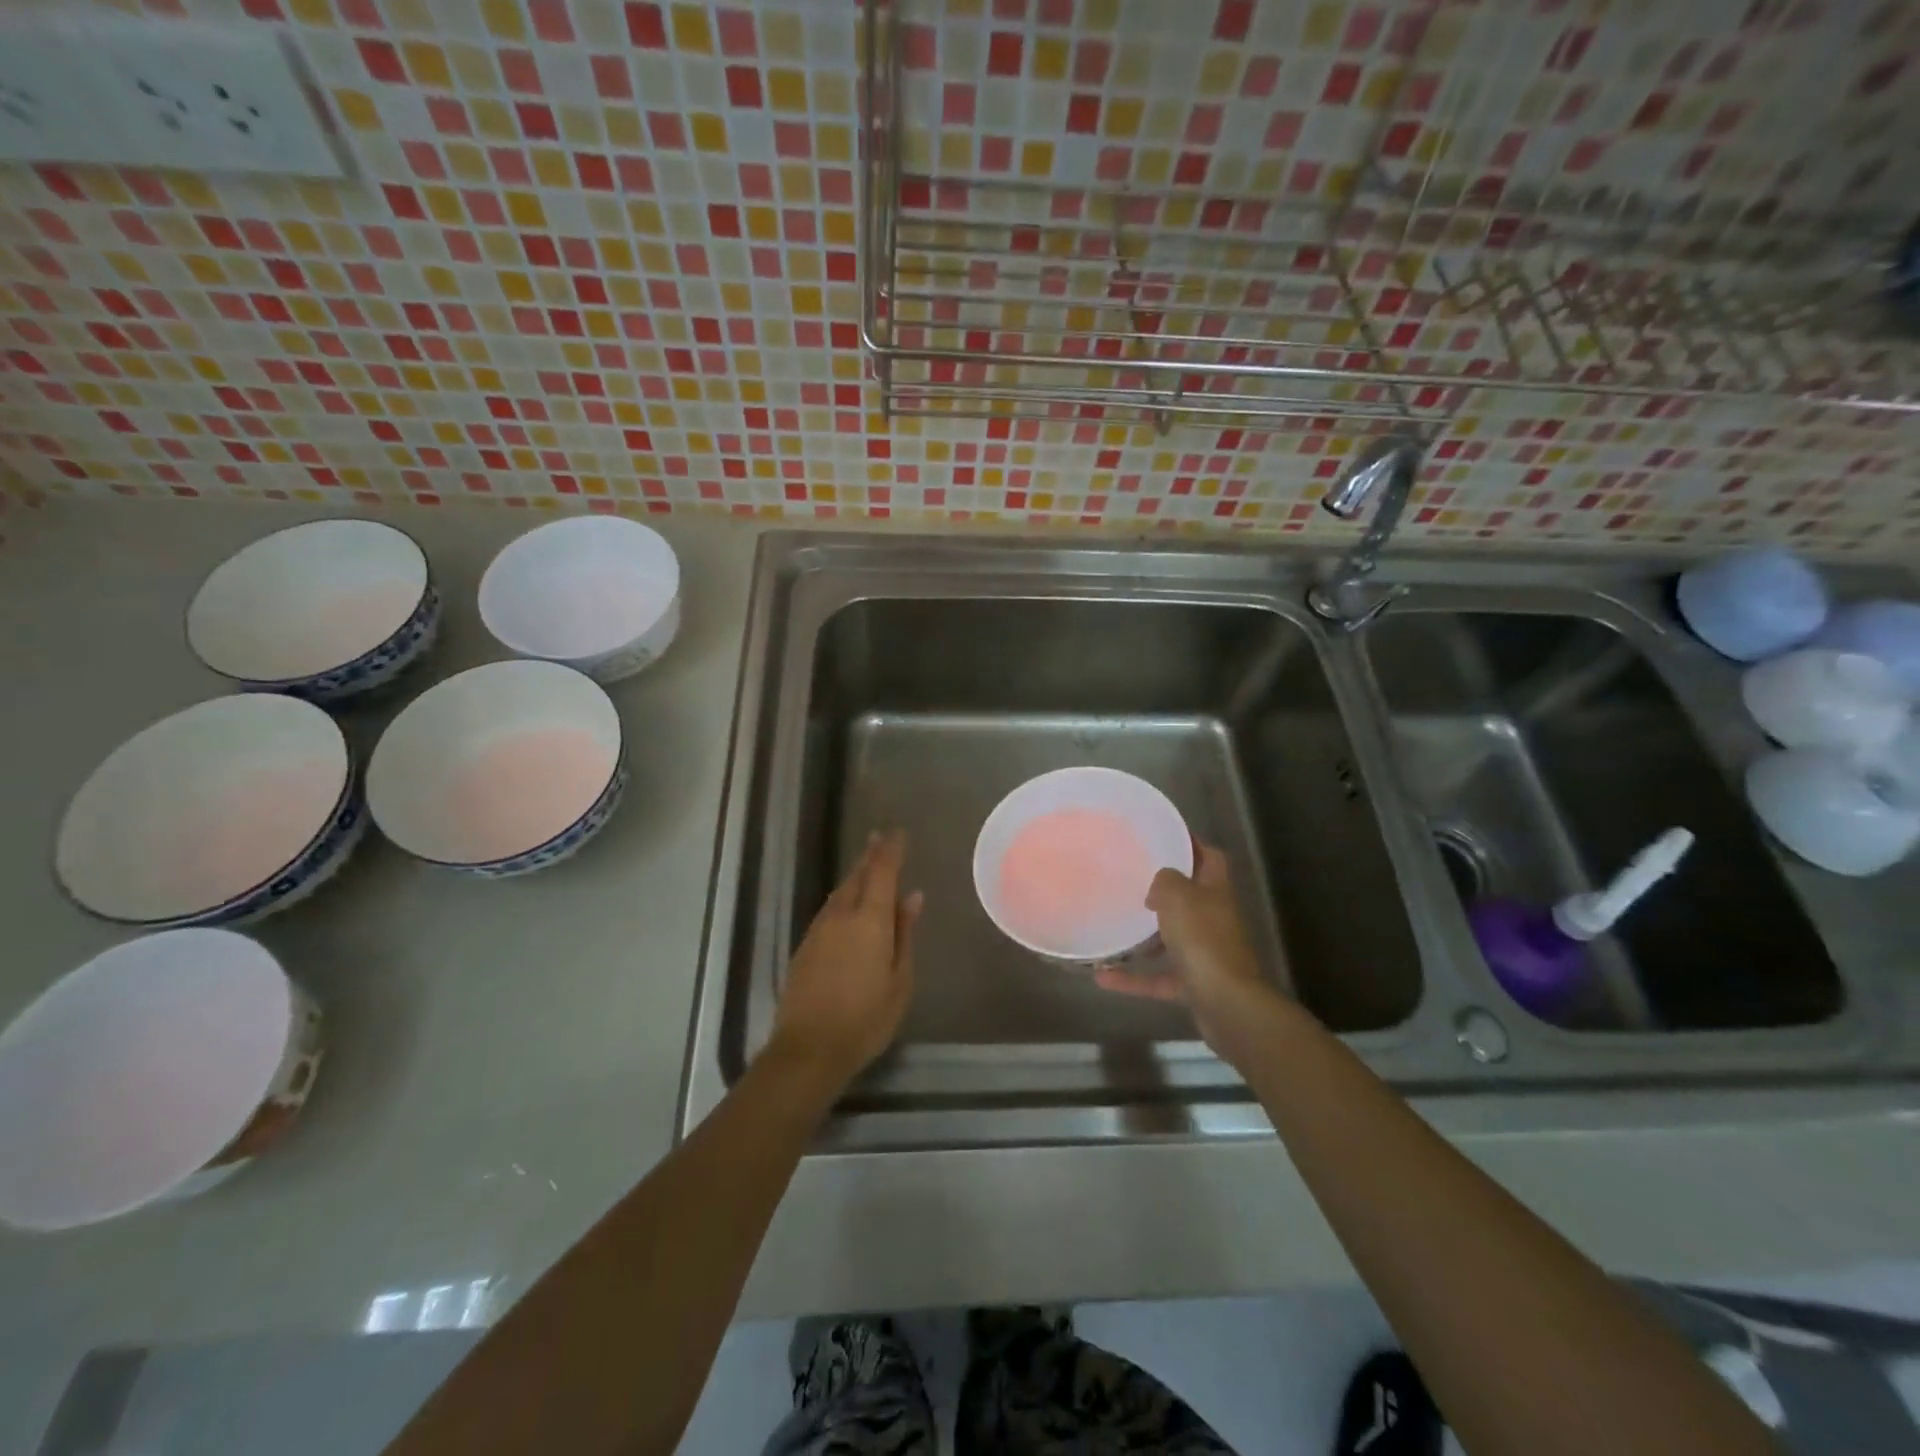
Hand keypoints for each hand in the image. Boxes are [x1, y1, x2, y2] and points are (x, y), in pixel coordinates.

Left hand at [770, 830, 920, 1089]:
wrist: (808, 1048)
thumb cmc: (866, 1018)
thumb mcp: (899, 980)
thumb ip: (904, 934)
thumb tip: (912, 897)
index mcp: (869, 919)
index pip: (882, 872)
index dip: (891, 850)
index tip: (899, 833)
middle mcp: (841, 915)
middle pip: (857, 876)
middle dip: (870, 855)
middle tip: (880, 837)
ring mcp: (819, 929)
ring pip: (840, 891)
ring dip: (855, 875)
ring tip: (867, 864)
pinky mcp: (806, 946)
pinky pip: (830, 909)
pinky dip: (843, 897)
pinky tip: (848, 903)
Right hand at [1094, 843, 1279, 1055]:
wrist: (1226, 1004)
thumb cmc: (1202, 939)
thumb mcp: (1178, 896)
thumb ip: (1165, 880)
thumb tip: (1160, 884)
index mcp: (1216, 892)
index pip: (1210, 858)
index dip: (1192, 844)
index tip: (1164, 836)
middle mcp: (1214, 919)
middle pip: (1191, 898)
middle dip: (1164, 891)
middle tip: (1130, 879)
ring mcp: (1206, 954)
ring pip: (1173, 939)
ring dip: (1145, 936)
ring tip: (1114, 926)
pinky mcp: (1194, 986)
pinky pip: (1158, 977)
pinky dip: (1133, 978)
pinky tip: (1101, 976)